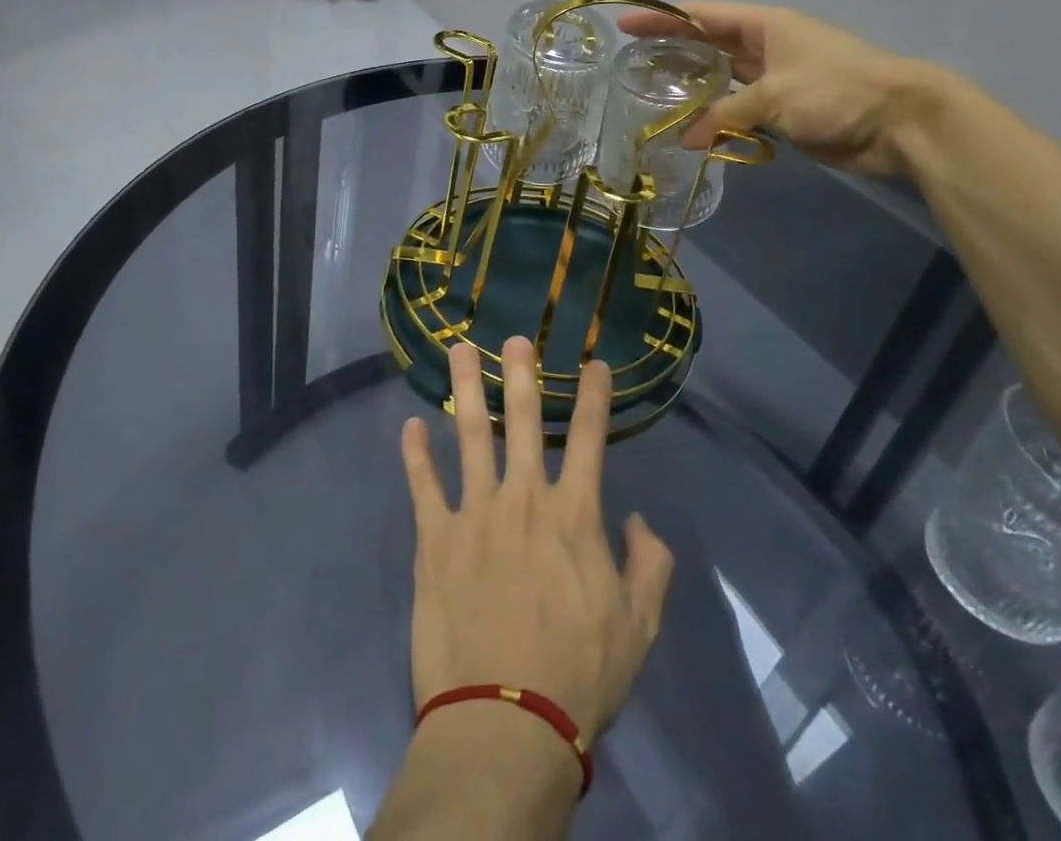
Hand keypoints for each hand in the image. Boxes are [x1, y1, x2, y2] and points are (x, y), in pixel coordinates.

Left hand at [399, 338, 673, 743]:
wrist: (505, 723)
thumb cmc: (578, 675)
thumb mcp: (639, 627)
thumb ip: (650, 566)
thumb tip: (639, 520)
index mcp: (574, 515)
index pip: (589, 439)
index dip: (593, 397)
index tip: (593, 363)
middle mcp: (523, 499)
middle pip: (522, 420)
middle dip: (521, 374)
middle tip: (515, 337)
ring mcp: (475, 513)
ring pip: (470, 436)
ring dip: (466, 390)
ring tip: (459, 351)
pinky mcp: (434, 539)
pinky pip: (423, 486)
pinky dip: (416, 455)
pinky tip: (411, 427)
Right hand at [617, 0, 929, 176]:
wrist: (899, 122)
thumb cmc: (836, 90)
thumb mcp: (774, 95)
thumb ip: (724, 113)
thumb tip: (686, 139)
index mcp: (764, 25)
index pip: (701, 15)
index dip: (661, 17)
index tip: (625, 24)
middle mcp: (765, 47)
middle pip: (707, 44)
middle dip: (671, 50)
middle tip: (631, 63)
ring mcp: (774, 79)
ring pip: (721, 79)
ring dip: (692, 88)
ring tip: (652, 96)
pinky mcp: (783, 110)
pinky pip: (739, 110)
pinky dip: (716, 118)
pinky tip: (691, 129)